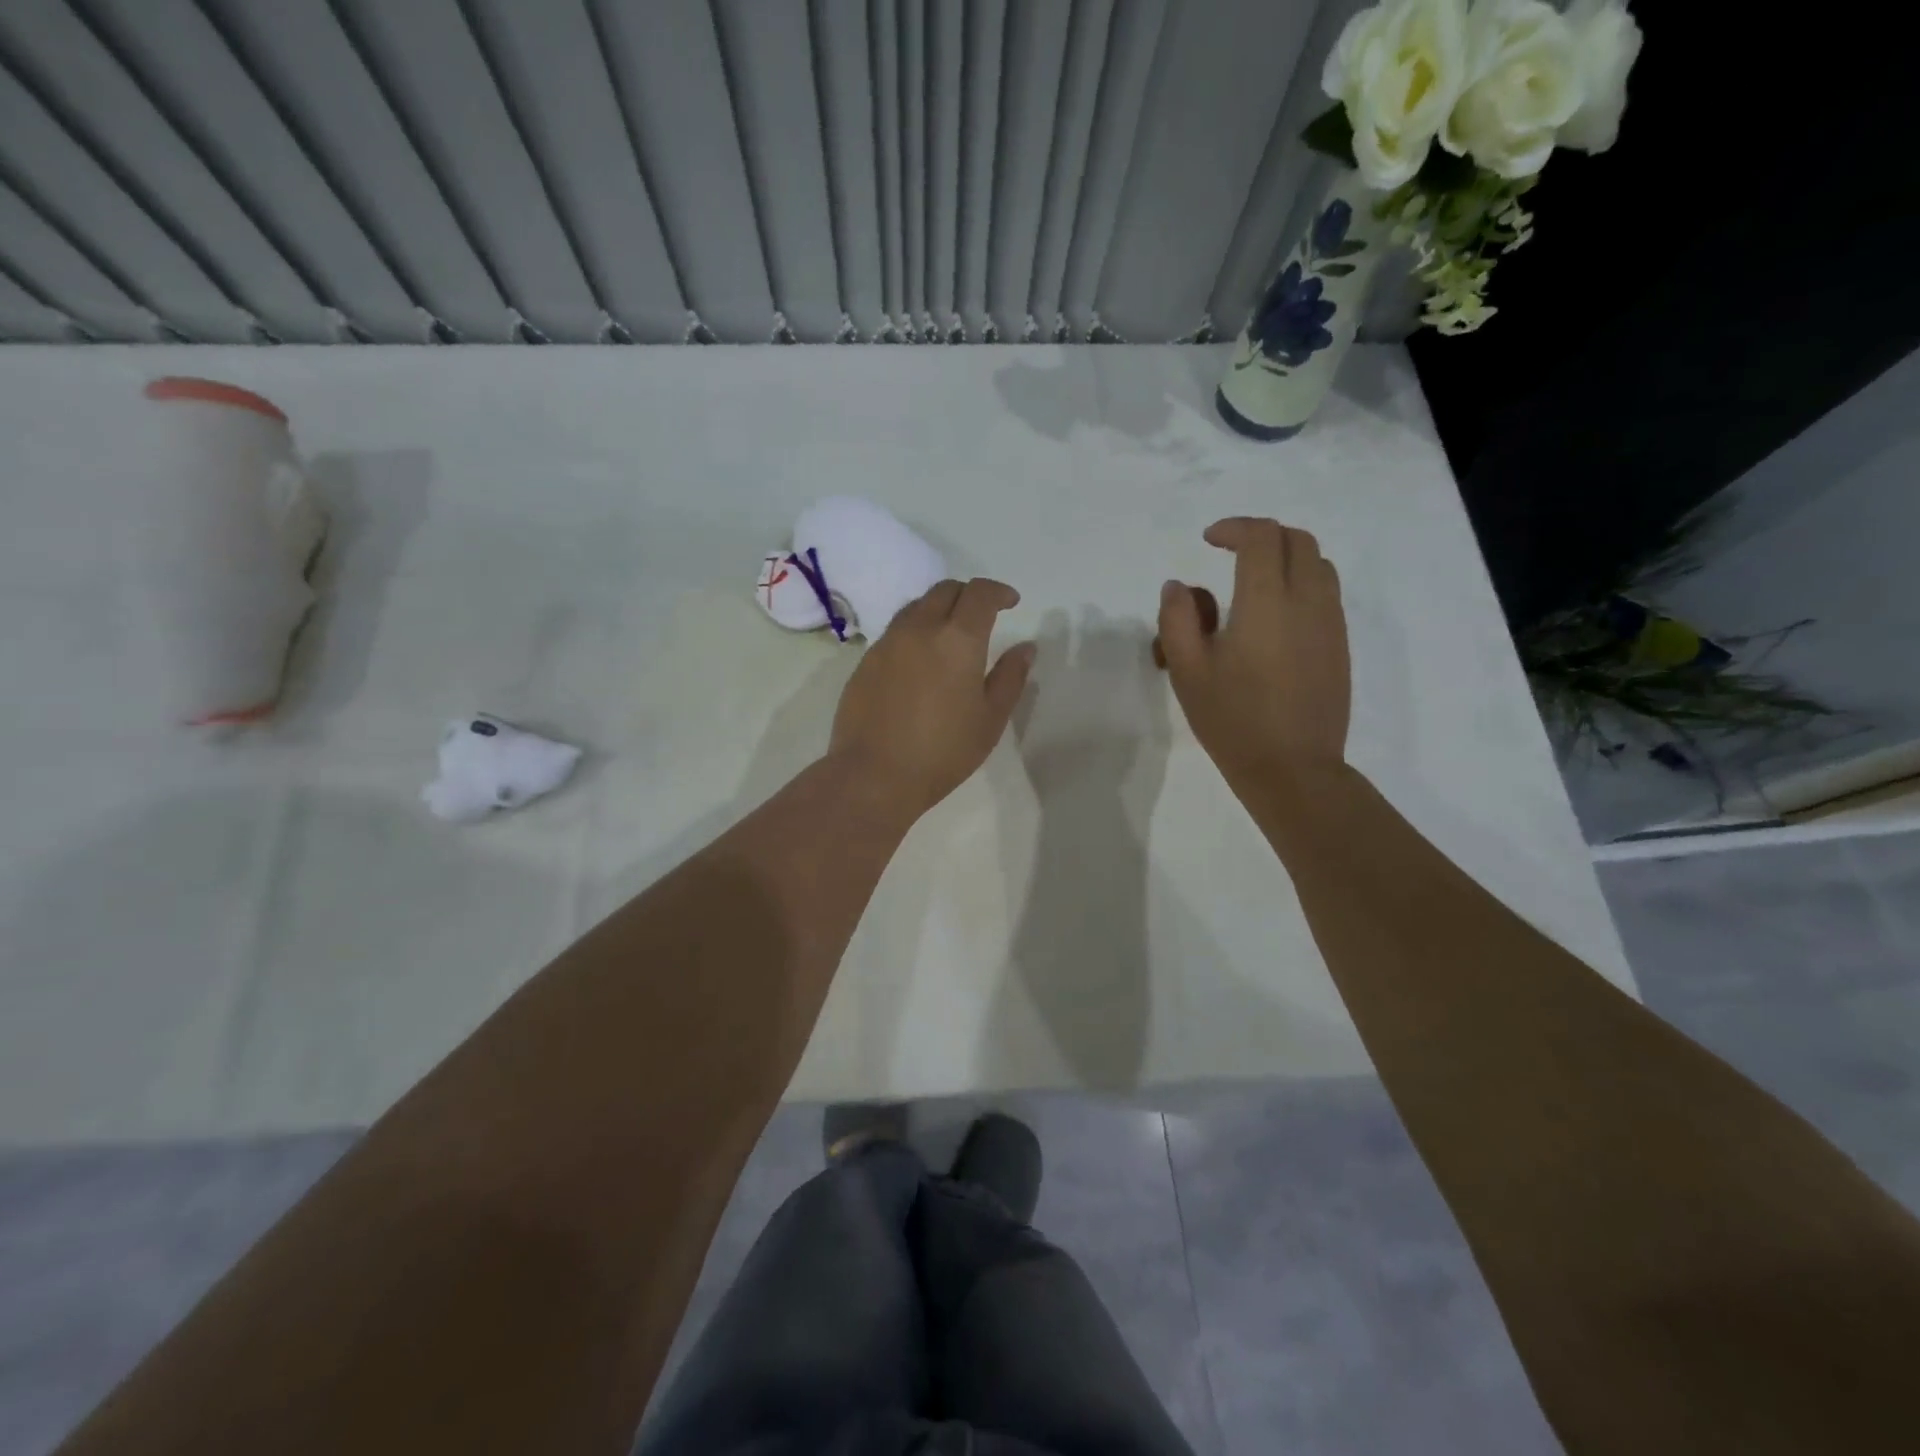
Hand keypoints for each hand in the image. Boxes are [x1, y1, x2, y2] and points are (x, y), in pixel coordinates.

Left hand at [830, 578, 1035, 816]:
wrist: (873, 775)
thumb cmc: (943, 751)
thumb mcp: (990, 719)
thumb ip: (1011, 677)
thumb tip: (1025, 647)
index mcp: (958, 639)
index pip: (980, 593)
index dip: (999, 592)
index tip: (1011, 602)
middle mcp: (919, 629)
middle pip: (944, 590)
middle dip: (968, 595)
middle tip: (981, 616)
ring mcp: (887, 643)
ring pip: (916, 607)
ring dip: (938, 610)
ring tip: (949, 636)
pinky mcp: (865, 661)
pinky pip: (895, 632)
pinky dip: (914, 633)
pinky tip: (920, 662)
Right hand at [1157, 517, 1350, 789]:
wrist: (1292, 768)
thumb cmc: (1232, 719)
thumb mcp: (1187, 671)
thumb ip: (1177, 619)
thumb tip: (1178, 586)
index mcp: (1266, 602)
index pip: (1261, 537)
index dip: (1234, 528)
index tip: (1208, 540)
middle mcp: (1307, 601)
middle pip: (1297, 540)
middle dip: (1262, 535)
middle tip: (1230, 552)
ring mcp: (1330, 623)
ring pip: (1318, 564)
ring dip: (1286, 557)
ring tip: (1253, 582)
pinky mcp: (1339, 645)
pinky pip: (1326, 593)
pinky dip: (1301, 584)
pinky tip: (1273, 618)